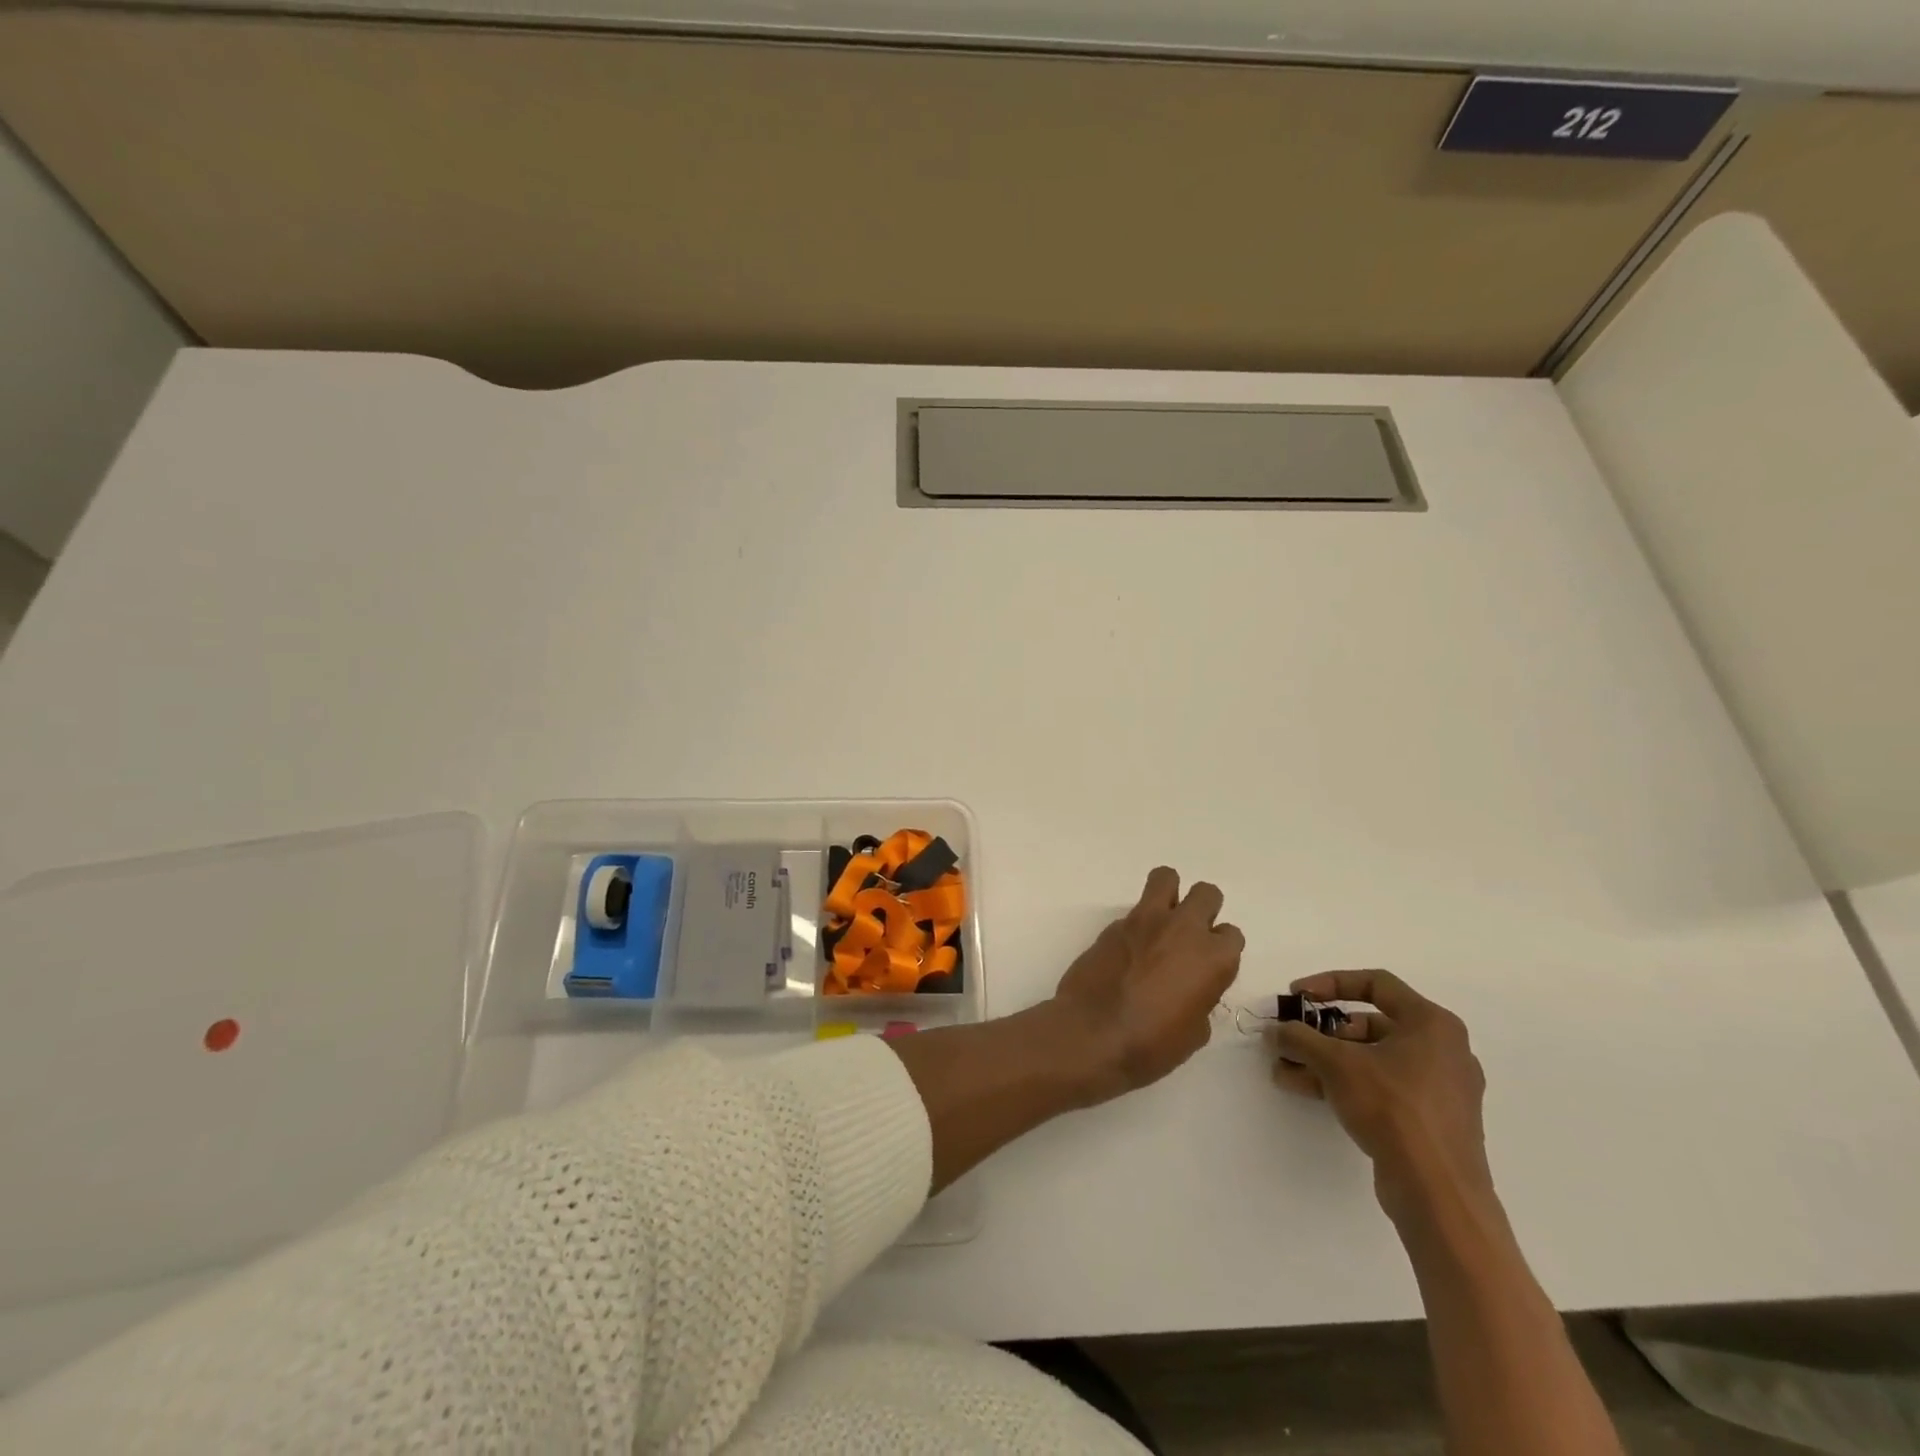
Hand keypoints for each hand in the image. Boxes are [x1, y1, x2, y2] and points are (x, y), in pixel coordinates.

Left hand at [1048, 866, 1244, 1105]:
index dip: (1220, 950)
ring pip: (1166, 877)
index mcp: (1213, 958)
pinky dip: (1136, 924)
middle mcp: (1184, 929)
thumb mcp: (1194, 1032)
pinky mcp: (1114, 924)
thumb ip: (1200, 998)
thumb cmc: (1151, 1044)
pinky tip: (1127, 951)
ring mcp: (1146, 920)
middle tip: (1188, 937)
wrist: (1092, 1034)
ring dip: (1169, 894)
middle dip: (1202, 910)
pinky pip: (1134, 910)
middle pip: (1206, 894)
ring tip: (1160, 922)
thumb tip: (1189, 988)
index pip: (1231, 935)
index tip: (1207, 967)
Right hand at [1268, 969, 1491, 1225]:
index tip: (1297, 996)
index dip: (1330, 983)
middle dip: (1322, 1031)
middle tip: (1290, 1039)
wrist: (1439, 1194)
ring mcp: (1440, 1087)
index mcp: (1432, 1024)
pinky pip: (1382, 1087)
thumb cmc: (1393, 1108)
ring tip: (1286, 1069)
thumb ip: (1300, 1038)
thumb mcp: (1336, 1063)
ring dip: (1326, 1060)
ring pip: (1372, 1058)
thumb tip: (1275, 1030)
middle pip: (1370, 1024)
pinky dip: (1346, 1083)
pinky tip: (1306, 1089)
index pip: (1375, 983)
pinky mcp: (1431, 1120)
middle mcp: (1442, 1049)